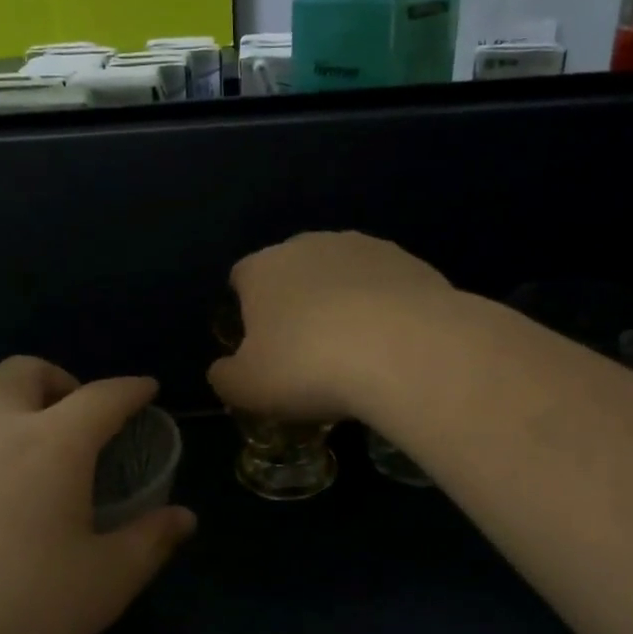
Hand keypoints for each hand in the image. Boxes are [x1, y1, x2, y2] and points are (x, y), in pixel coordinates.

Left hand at [0, 358, 195, 633]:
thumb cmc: (18, 612)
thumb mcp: (103, 584)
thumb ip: (150, 541)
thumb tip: (183, 518)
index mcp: (52, 444)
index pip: (102, 396)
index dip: (131, 389)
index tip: (147, 390)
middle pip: (25, 372)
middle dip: (60, 380)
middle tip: (80, 423)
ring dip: (18, 418)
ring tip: (37, 475)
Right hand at [209, 231, 455, 420]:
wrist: (405, 349)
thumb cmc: (308, 367)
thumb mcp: (247, 388)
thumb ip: (225, 376)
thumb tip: (222, 369)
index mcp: (262, 268)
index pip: (241, 278)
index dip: (246, 311)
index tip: (260, 346)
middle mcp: (309, 245)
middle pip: (292, 272)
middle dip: (296, 304)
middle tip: (307, 353)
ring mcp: (363, 247)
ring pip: (341, 275)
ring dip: (342, 303)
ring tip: (355, 351)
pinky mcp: (410, 261)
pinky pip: (384, 286)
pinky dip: (383, 309)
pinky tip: (392, 344)